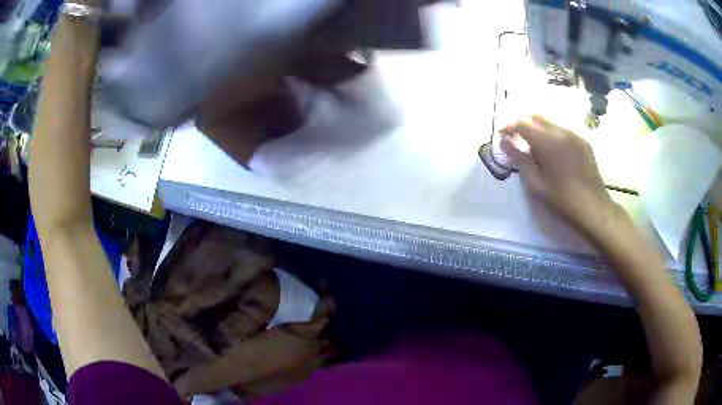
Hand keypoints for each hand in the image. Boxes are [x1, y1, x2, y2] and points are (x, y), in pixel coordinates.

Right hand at [500, 115, 621, 237]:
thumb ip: (520, 160)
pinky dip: (552, 136)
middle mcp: (560, 132)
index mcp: (547, 142)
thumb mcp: (536, 184)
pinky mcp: (583, 142)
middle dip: (523, 125)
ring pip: (550, 124)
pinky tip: (553, 154)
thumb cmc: (562, 199)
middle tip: (517, 140)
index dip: (509, 127)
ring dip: (539, 130)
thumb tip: (505, 144)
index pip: (522, 124)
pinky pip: (563, 131)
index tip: (502, 136)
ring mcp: (574, 135)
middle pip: (536, 118)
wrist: (593, 207)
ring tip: (535, 150)